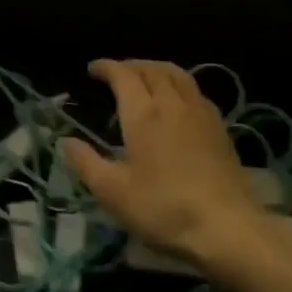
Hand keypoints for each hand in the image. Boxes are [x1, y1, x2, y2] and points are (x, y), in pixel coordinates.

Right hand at [61, 59, 273, 270]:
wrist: (226, 226)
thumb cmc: (163, 208)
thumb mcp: (113, 192)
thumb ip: (86, 163)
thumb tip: (65, 140)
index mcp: (144, 114)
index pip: (123, 75)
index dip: (107, 67)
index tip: (93, 69)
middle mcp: (173, 103)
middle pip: (152, 69)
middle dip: (131, 65)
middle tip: (116, 73)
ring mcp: (201, 113)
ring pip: (178, 74)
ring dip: (157, 69)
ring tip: (145, 78)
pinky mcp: (220, 128)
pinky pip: (195, 91)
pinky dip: (178, 84)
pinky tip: (177, 103)